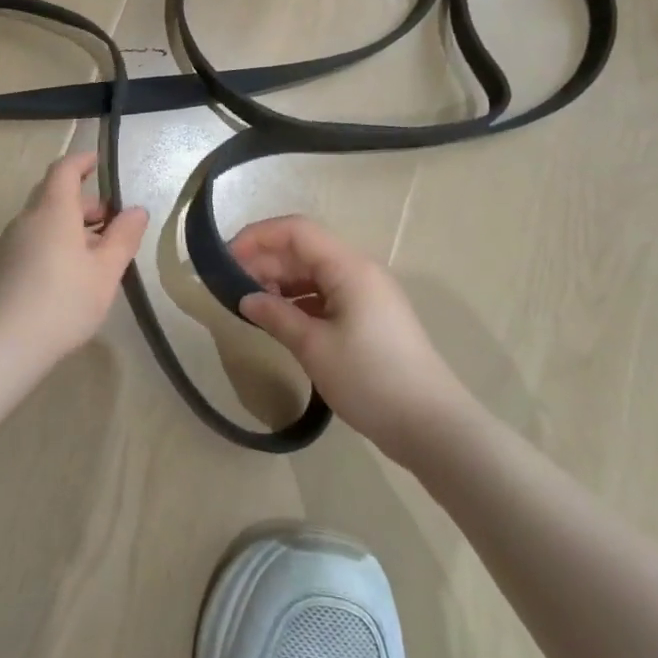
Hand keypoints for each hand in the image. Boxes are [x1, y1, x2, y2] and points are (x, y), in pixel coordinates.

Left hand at [0, 152, 149, 360]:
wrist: (2, 346)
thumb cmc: (63, 302)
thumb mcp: (105, 272)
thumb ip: (123, 237)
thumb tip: (136, 210)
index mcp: (53, 211)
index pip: (64, 170)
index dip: (81, 161)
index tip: (97, 162)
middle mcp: (25, 220)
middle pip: (52, 196)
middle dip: (82, 202)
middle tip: (109, 220)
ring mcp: (7, 244)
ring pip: (41, 222)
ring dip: (67, 226)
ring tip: (93, 254)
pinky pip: (29, 243)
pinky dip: (51, 245)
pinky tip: (64, 276)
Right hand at [231, 215, 462, 458]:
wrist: (433, 427)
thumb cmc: (371, 379)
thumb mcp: (315, 348)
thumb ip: (277, 316)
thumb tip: (246, 298)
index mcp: (349, 267)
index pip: (296, 231)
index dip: (257, 237)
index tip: (225, 259)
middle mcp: (359, 271)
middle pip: (304, 250)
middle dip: (265, 261)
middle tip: (231, 287)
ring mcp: (368, 295)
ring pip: (315, 274)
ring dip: (281, 282)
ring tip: (252, 304)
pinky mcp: (370, 319)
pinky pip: (327, 296)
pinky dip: (300, 301)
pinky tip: (281, 320)